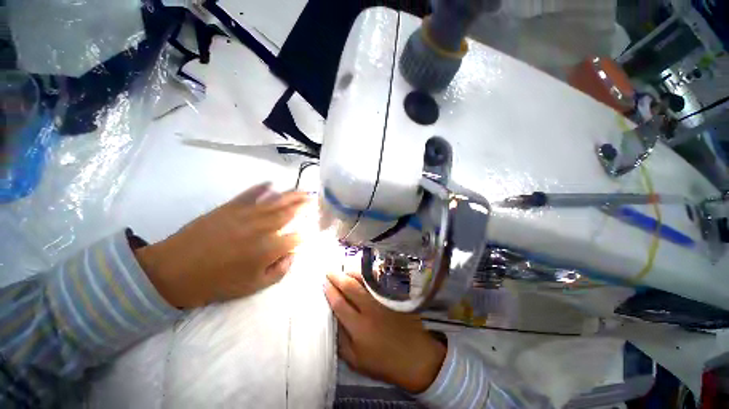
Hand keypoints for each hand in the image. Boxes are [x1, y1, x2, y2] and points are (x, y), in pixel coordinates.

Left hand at [136, 183, 308, 308]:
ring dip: (292, 195)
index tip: (312, 231)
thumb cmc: (217, 282)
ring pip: (276, 201)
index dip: (307, 234)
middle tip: (315, 199)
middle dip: (305, 205)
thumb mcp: (253, 287)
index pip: (297, 237)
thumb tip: (292, 256)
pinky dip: (262, 188)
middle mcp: (264, 227)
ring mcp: (248, 214)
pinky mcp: (231, 207)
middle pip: (291, 212)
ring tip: (304, 191)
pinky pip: (251, 194)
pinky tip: (271, 183)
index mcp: (270, 248)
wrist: (174, 271)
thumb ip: (279, 272)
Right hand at [324, 271, 445, 393]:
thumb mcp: (356, 361)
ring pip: (365, 281)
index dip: (330, 292)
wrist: (415, 357)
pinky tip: (364, 272)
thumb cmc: (383, 362)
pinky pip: (380, 281)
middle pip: (351, 288)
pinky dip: (370, 275)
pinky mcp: (394, 297)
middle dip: (338, 277)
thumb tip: (332, 321)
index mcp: (358, 328)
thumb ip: (341, 342)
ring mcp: (384, 301)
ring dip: (352, 273)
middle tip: (330, 271)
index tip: (324, 284)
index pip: (340, 304)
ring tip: (344, 269)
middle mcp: (370, 310)